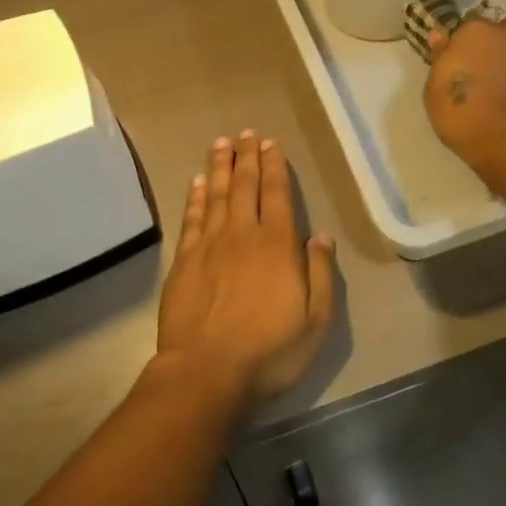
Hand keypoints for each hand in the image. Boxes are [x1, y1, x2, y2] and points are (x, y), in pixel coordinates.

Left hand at [155, 131, 335, 406]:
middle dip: (247, 157)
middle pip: (245, 186)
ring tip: (222, 143)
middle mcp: (243, 235)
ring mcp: (210, 245)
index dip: (275, 166)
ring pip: (217, 194)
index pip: (277, 195)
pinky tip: (198, 181)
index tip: (271, 144)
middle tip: (247, 133)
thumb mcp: (315, 321)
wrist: (206, 372)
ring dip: (220, 166)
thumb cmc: (269, 352)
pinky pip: (192, 218)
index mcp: (277, 245)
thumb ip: (320, 273)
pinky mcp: (184, 260)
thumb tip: (322, 234)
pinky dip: (196, 196)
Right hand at [424, 17, 505, 176]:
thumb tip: (440, 35)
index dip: (460, 47)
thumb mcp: (435, 94)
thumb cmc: (469, 118)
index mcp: (474, 31)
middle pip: (495, 33)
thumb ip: (440, 59)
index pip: (463, 28)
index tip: (457, 68)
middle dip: (489, 48)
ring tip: (505, 89)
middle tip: (481, 78)